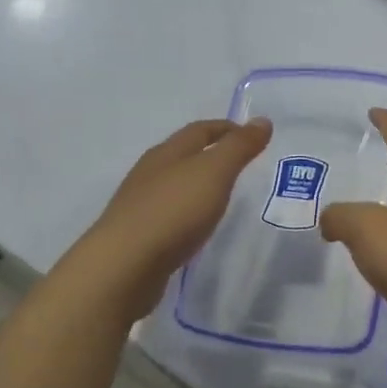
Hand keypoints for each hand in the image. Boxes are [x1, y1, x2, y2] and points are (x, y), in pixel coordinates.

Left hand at [63, 118, 273, 321]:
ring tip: (221, 196)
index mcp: (167, 152)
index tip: (254, 136)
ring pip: (174, 185)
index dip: (227, 129)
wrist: (124, 266)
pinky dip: (187, 212)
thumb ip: (238, 147)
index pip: (200, 130)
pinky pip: (169, 214)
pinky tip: (196, 226)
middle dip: (211, 154)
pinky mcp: (139, 235)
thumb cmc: (173, 211)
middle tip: (241, 164)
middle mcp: (150, 173)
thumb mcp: (214, 173)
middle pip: (183, 154)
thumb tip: (262, 120)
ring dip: (197, 185)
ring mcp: (141, 205)